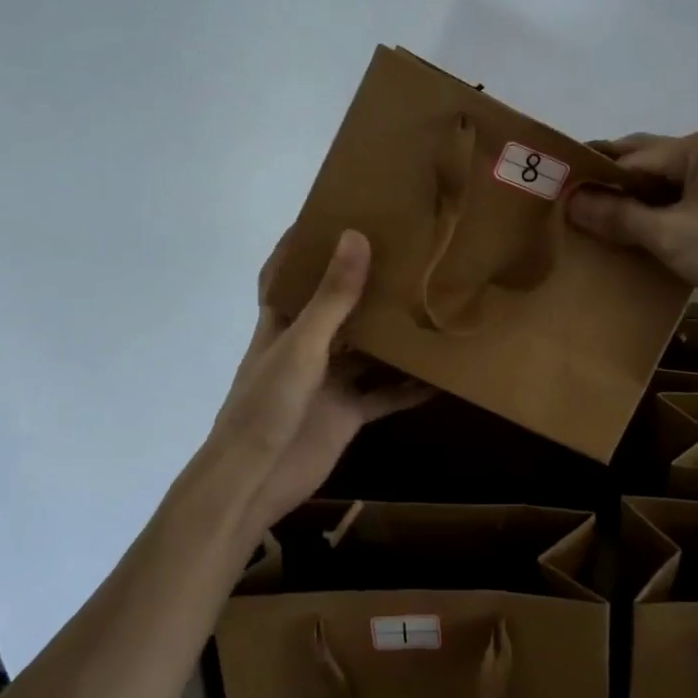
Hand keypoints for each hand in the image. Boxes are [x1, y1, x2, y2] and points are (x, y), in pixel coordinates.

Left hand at [203, 228, 428, 537]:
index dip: (299, 248)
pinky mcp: (347, 413)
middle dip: (362, 284)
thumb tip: (355, 236)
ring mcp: (328, 381)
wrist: (255, 482)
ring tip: (430, 303)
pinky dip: (410, 388)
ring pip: (366, 350)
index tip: (328, 216)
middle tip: (401, 253)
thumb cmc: (266, 404)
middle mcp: (306, 346)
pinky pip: (385, 394)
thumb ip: (332, 297)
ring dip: (392, 334)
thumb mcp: (302, 345)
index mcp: (282, 324)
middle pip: (335, 307)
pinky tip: (442, 377)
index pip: (284, 276)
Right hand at [568, 126, 697, 305]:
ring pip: (667, 182)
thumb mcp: (672, 236)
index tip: (559, 191)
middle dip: (613, 183)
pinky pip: (685, 197)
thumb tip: (570, 200)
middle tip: (573, 204)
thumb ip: (619, 216)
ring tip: (599, 220)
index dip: (595, 175)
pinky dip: (660, 210)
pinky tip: (640, 230)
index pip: (632, 155)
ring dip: (636, 200)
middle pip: (649, 162)